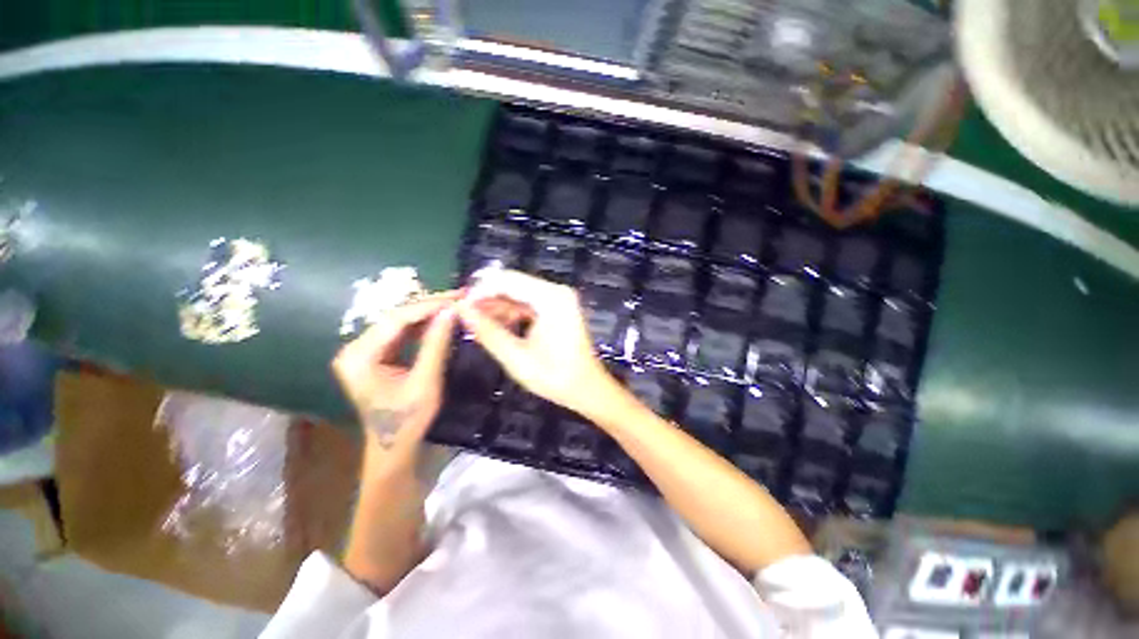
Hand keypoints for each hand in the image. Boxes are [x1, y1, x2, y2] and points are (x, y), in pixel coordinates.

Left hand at [332, 292, 459, 453]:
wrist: (394, 447)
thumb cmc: (408, 421)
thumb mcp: (425, 382)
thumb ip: (436, 344)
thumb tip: (452, 311)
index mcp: (359, 356)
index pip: (396, 320)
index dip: (429, 306)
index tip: (457, 298)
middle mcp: (355, 347)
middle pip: (396, 317)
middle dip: (430, 306)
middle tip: (459, 296)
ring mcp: (364, 350)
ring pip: (401, 322)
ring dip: (429, 313)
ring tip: (455, 303)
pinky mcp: (375, 354)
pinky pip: (402, 332)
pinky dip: (423, 325)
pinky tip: (442, 318)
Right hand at [456, 270, 617, 417]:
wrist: (586, 388)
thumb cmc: (555, 376)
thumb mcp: (515, 357)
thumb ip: (487, 331)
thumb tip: (461, 309)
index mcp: (551, 298)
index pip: (507, 280)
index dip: (480, 290)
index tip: (460, 306)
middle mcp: (557, 291)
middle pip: (514, 283)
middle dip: (487, 297)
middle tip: (465, 315)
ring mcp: (559, 298)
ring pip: (519, 293)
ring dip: (498, 305)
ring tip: (476, 323)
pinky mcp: (558, 307)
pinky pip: (529, 302)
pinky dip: (512, 311)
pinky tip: (497, 324)